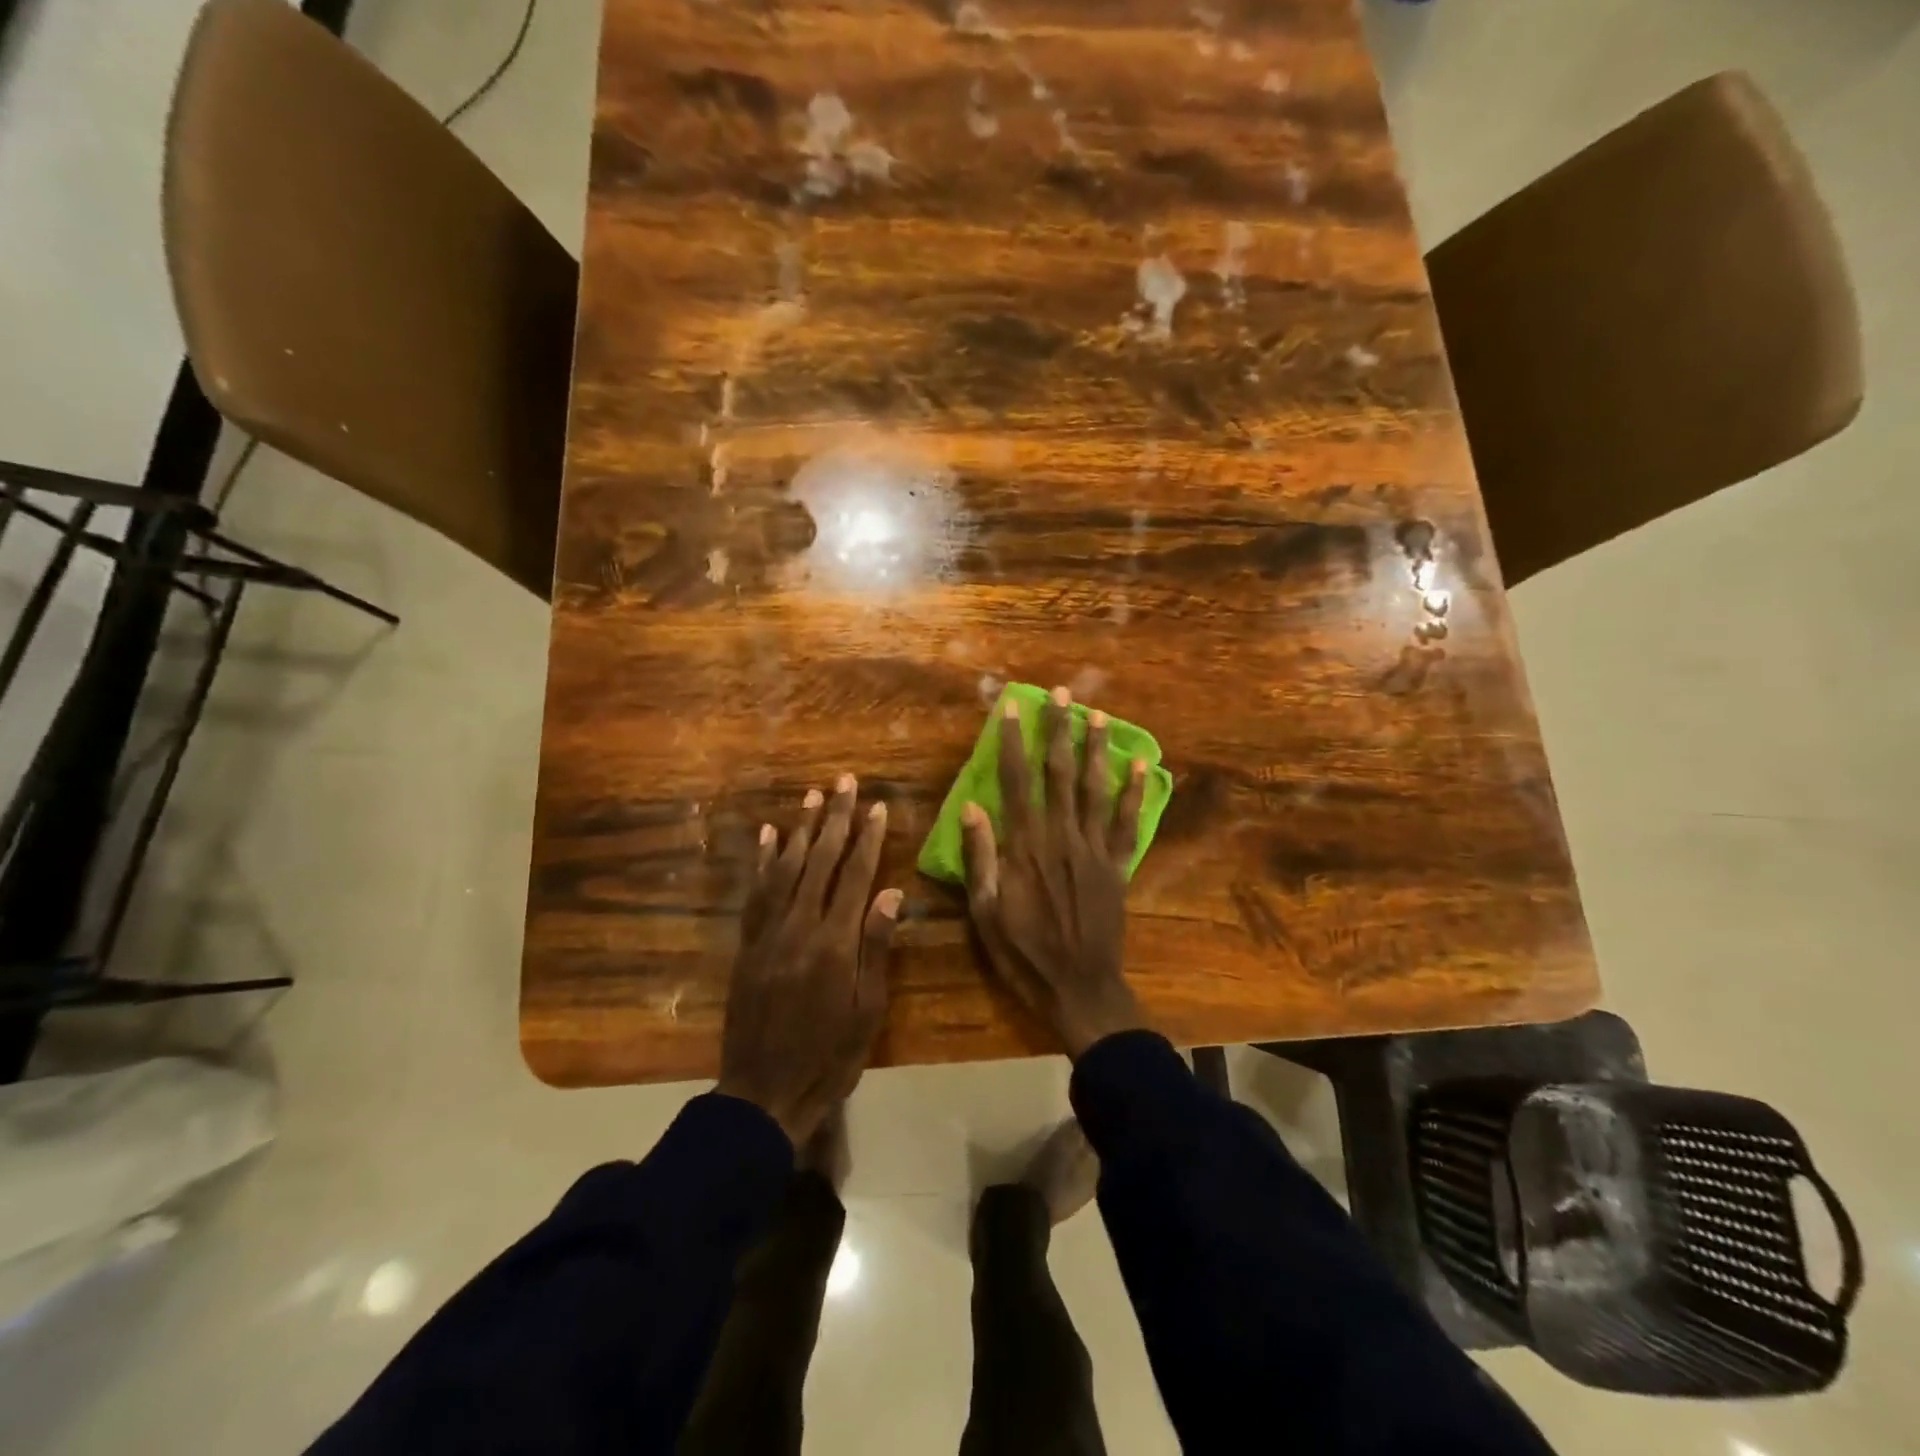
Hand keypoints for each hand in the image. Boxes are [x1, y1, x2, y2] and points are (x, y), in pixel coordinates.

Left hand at [718, 775, 900, 1144]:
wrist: (763, 1093)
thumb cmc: (828, 1057)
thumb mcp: (867, 1011)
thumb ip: (876, 948)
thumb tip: (891, 893)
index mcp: (835, 944)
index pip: (856, 877)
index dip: (868, 839)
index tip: (878, 807)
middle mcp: (800, 928)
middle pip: (820, 861)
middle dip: (836, 819)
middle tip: (846, 782)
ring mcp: (768, 934)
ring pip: (786, 868)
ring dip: (801, 829)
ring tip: (814, 797)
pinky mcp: (747, 944)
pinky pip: (756, 892)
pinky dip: (762, 860)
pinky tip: (768, 834)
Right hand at [961, 687, 1149, 1056]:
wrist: (1079, 988)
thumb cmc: (1023, 953)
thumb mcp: (985, 912)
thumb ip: (980, 857)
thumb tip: (971, 806)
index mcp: (1026, 846)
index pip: (1017, 781)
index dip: (1014, 742)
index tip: (1013, 707)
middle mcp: (1062, 837)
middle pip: (1060, 774)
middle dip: (1059, 730)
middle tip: (1062, 693)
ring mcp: (1095, 850)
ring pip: (1095, 789)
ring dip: (1096, 749)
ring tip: (1097, 714)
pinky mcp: (1117, 867)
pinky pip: (1128, 824)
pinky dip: (1135, 793)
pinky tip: (1141, 765)